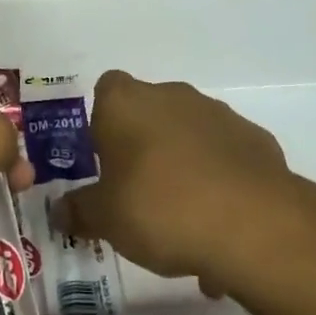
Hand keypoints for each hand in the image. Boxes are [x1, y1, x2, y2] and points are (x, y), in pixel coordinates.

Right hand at [59, 70, 311, 285]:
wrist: (253, 225)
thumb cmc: (160, 208)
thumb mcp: (106, 220)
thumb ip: (80, 211)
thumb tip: (59, 211)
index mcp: (126, 103)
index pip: (106, 89)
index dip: (103, 121)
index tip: (104, 158)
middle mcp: (171, 96)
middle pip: (149, 111)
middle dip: (143, 145)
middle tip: (137, 192)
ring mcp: (219, 114)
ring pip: (189, 133)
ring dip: (182, 162)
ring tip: (181, 218)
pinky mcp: (256, 139)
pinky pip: (225, 155)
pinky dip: (219, 178)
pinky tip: (218, 221)